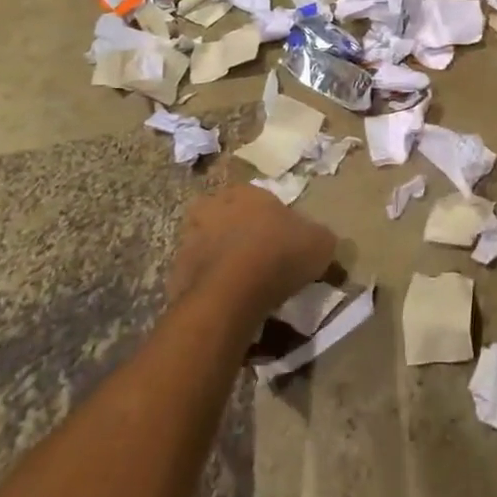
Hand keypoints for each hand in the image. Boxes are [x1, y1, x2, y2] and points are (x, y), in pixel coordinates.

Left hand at [169, 184, 336, 328]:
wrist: (231, 293)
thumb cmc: (280, 254)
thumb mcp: (321, 243)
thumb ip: (320, 237)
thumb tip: (318, 242)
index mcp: (247, 192)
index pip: (261, 200)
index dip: (273, 221)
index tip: (285, 243)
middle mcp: (213, 208)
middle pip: (230, 219)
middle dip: (242, 236)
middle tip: (261, 261)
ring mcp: (189, 240)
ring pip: (211, 248)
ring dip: (223, 261)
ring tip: (244, 288)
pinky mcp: (175, 273)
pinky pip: (199, 278)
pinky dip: (211, 288)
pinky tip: (229, 304)